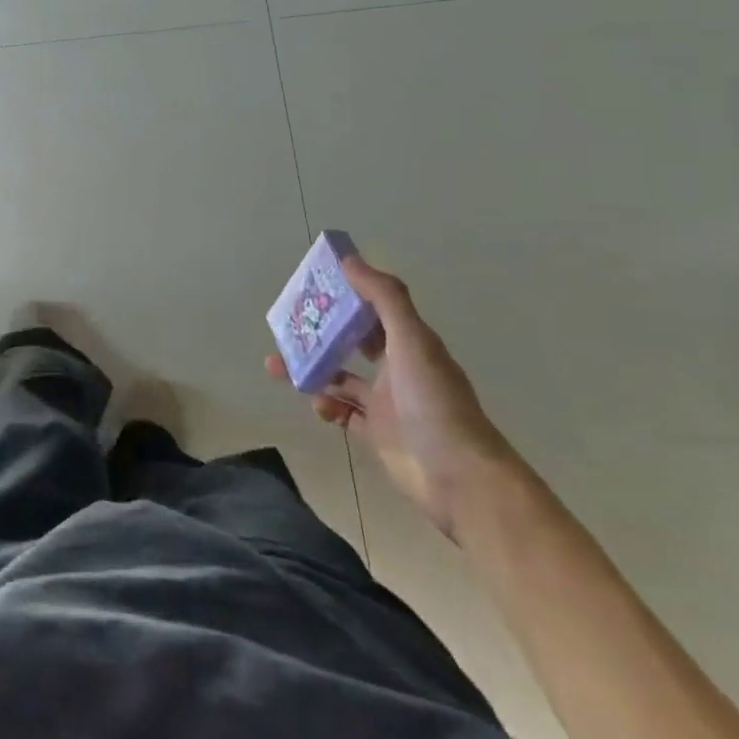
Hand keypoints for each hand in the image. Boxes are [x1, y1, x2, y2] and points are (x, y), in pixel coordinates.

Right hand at [266, 255, 521, 541]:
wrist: (460, 479)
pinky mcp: (377, 436)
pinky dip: (326, 407)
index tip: (314, 285)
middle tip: (288, 326)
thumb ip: (383, 298)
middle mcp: (398, 369)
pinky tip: (316, 405)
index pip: (373, 309)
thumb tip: (348, 260)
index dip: (346, 295)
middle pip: (353, 342)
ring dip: (312, 370)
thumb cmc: (434, 402)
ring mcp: (387, 404)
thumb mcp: (411, 340)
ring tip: (277, 366)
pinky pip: (343, 414)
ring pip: (340, 378)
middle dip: (321, 333)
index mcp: (409, 343)